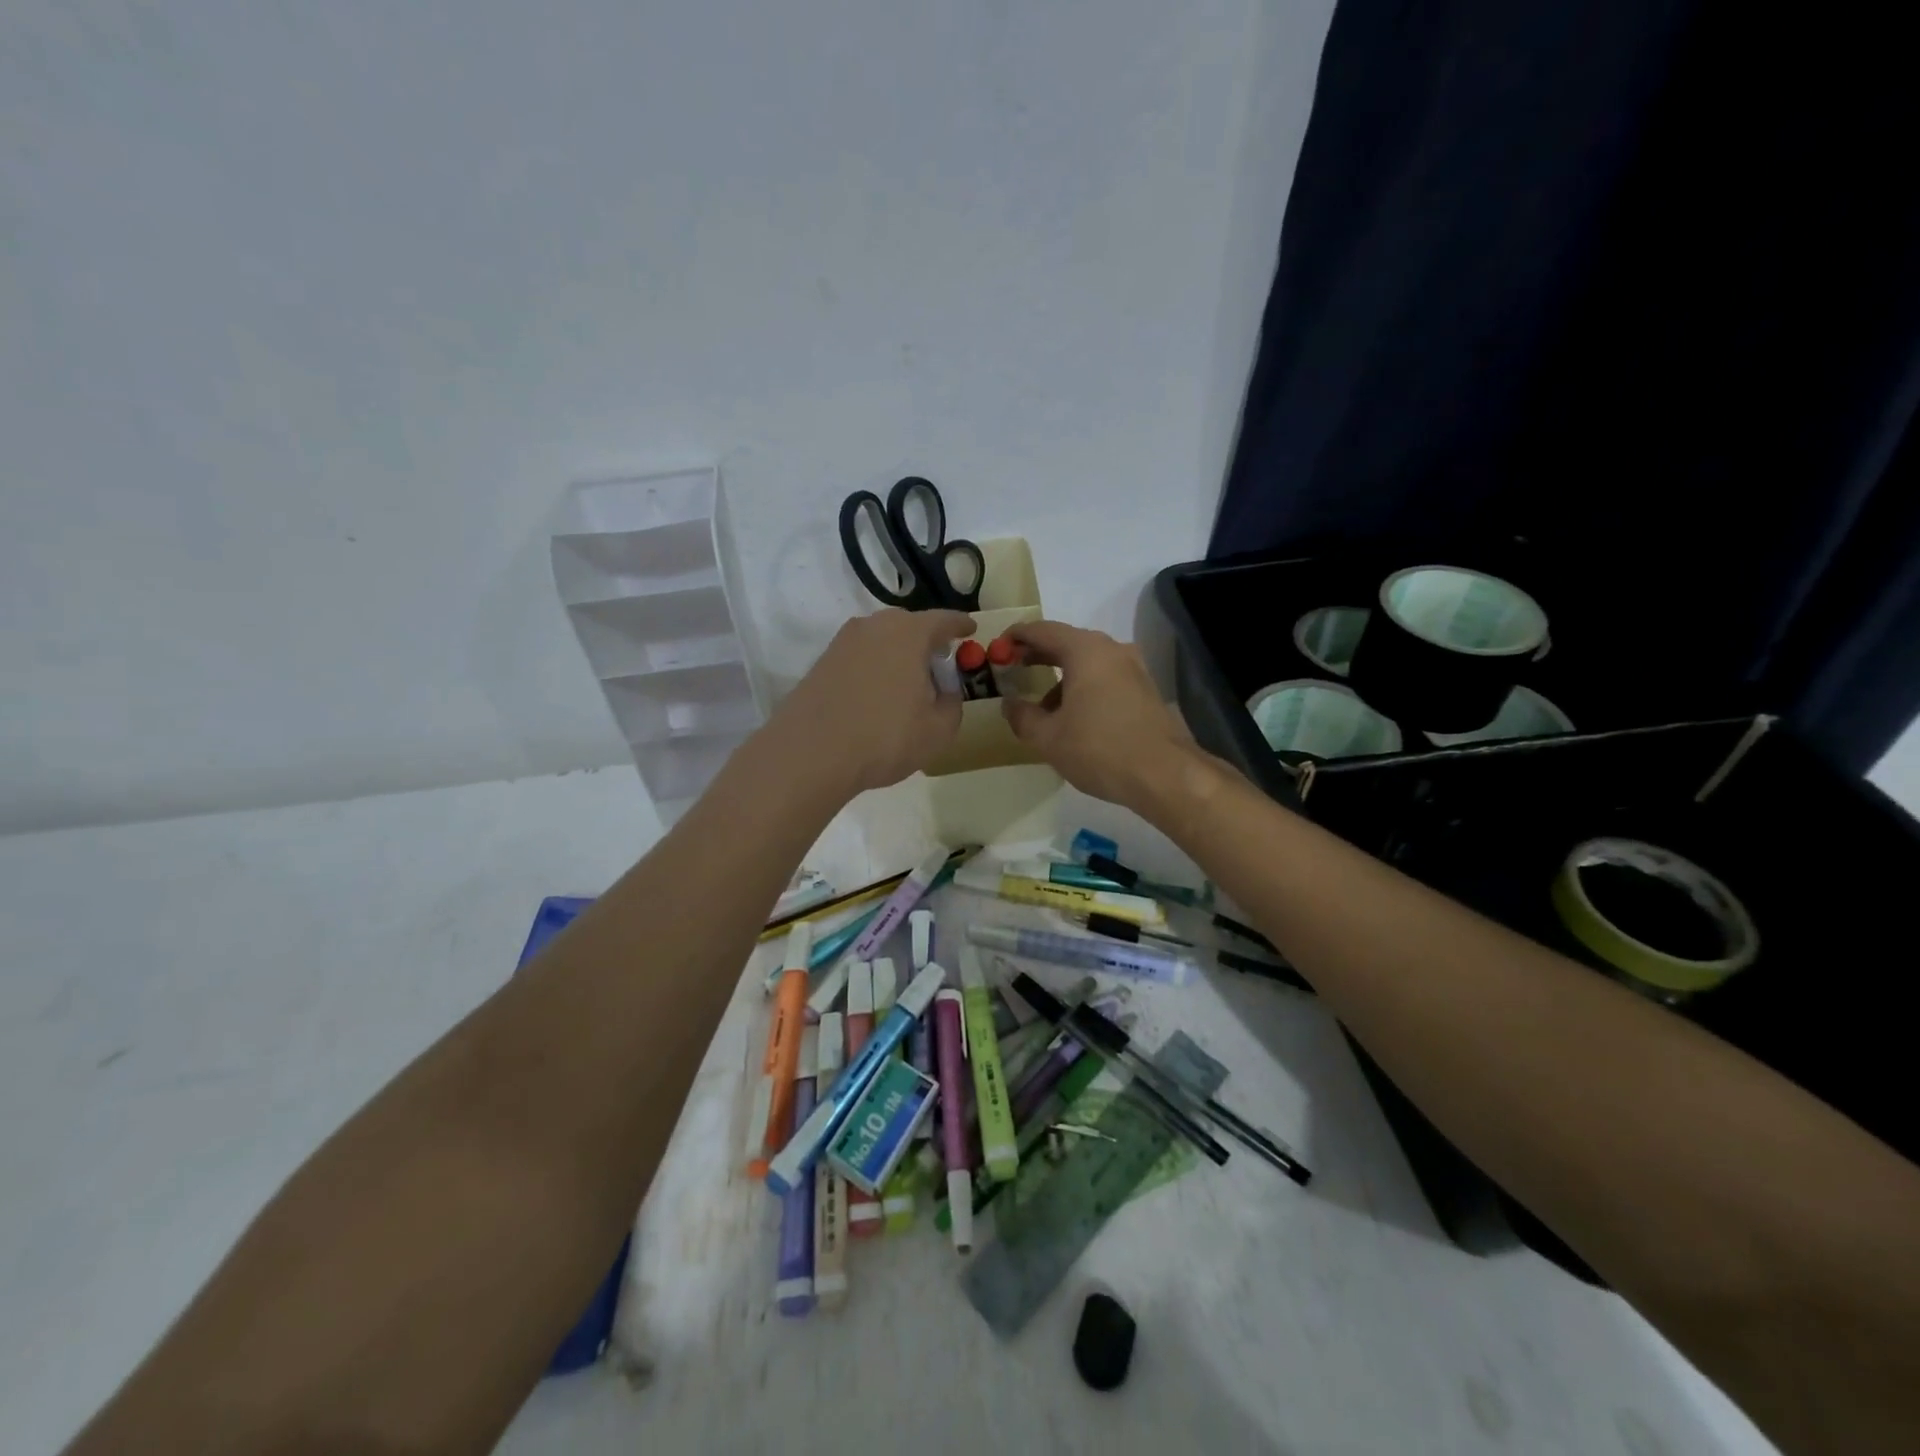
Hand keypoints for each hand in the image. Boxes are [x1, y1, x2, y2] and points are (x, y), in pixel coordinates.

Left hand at [772, 607, 974, 795]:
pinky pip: (860, 656)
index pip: (944, 620)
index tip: (970, 630)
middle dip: (927, 640)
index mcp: (910, 633)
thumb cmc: (885, 737)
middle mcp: (875, 626)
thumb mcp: (938, 730)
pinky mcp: (822, 662)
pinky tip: (877, 695)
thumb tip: (946, 691)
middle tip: (938, 664)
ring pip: (881, 640)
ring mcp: (843, 642)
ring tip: (907, 683)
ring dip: (898, 655)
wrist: (811, 753)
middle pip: (909, 625)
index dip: (960, 626)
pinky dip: (874, 668)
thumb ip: (953, 704)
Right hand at [1000, 620, 1198, 810]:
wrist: (1164, 774)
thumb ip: (1023, 716)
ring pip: (1088, 662)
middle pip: (1067, 642)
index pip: (1043, 630)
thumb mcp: (1049, 738)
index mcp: (1085, 651)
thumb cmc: (1099, 749)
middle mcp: (1112, 650)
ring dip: (1062, 676)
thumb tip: (1009, 704)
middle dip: (1039, 654)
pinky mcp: (1145, 690)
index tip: (998, 647)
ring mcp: (1134, 669)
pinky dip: (1083, 686)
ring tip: (1042, 705)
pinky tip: (1073, 717)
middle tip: (1013, 668)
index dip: (1017, 636)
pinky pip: (1105, 677)